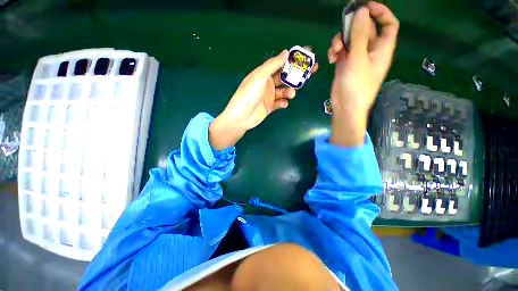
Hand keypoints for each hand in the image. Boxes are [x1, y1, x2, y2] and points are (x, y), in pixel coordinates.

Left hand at [210, 50, 318, 150]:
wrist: (241, 117)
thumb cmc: (248, 95)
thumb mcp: (259, 77)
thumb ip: (272, 65)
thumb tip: (286, 52)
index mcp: (263, 74)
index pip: (280, 63)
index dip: (292, 59)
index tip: (306, 56)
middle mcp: (267, 83)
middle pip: (285, 77)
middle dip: (296, 75)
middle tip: (310, 72)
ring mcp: (269, 96)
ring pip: (284, 91)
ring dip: (289, 91)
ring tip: (291, 94)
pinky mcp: (270, 107)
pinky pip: (280, 103)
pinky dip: (283, 103)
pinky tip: (283, 104)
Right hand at [327, 2, 398, 145]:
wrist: (345, 106)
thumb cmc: (356, 85)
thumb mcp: (358, 59)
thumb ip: (359, 35)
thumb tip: (361, 11)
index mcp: (382, 48)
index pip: (388, 24)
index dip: (380, 13)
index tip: (365, 7)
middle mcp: (370, 51)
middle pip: (365, 29)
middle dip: (352, 28)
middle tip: (341, 31)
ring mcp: (356, 58)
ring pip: (350, 40)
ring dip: (340, 41)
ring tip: (334, 51)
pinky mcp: (345, 64)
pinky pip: (341, 51)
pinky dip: (335, 52)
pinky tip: (331, 59)